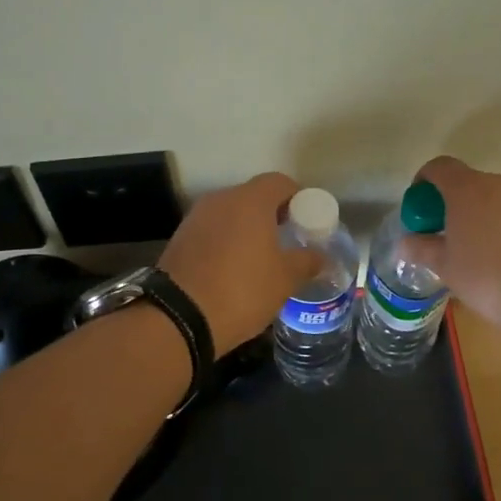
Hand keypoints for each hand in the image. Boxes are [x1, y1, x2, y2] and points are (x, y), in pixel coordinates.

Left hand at [159, 172, 317, 350]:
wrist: (179, 317)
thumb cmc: (242, 290)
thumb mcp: (284, 279)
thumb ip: (306, 261)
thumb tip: (321, 256)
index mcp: (250, 201)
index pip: (280, 183)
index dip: (298, 198)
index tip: (308, 221)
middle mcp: (220, 200)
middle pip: (253, 196)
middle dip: (273, 214)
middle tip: (288, 240)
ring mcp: (196, 218)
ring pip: (230, 214)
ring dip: (247, 229)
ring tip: (261, 258)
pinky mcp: (179, 239)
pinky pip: (212, 231)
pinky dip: (226, 242)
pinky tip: (233, 269)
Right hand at [406, 156, 500, 328]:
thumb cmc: (488, 275)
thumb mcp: (445, 266)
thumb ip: (422, 249)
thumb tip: (405, 243)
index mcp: (468, 188)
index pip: (439, 167)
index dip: (423, 181)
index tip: (419, 209)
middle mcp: (499, 184)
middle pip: (467, 183)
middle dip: (450, 203)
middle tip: (442, 235)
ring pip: (492, 199)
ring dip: (477, 216)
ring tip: (472, 251)